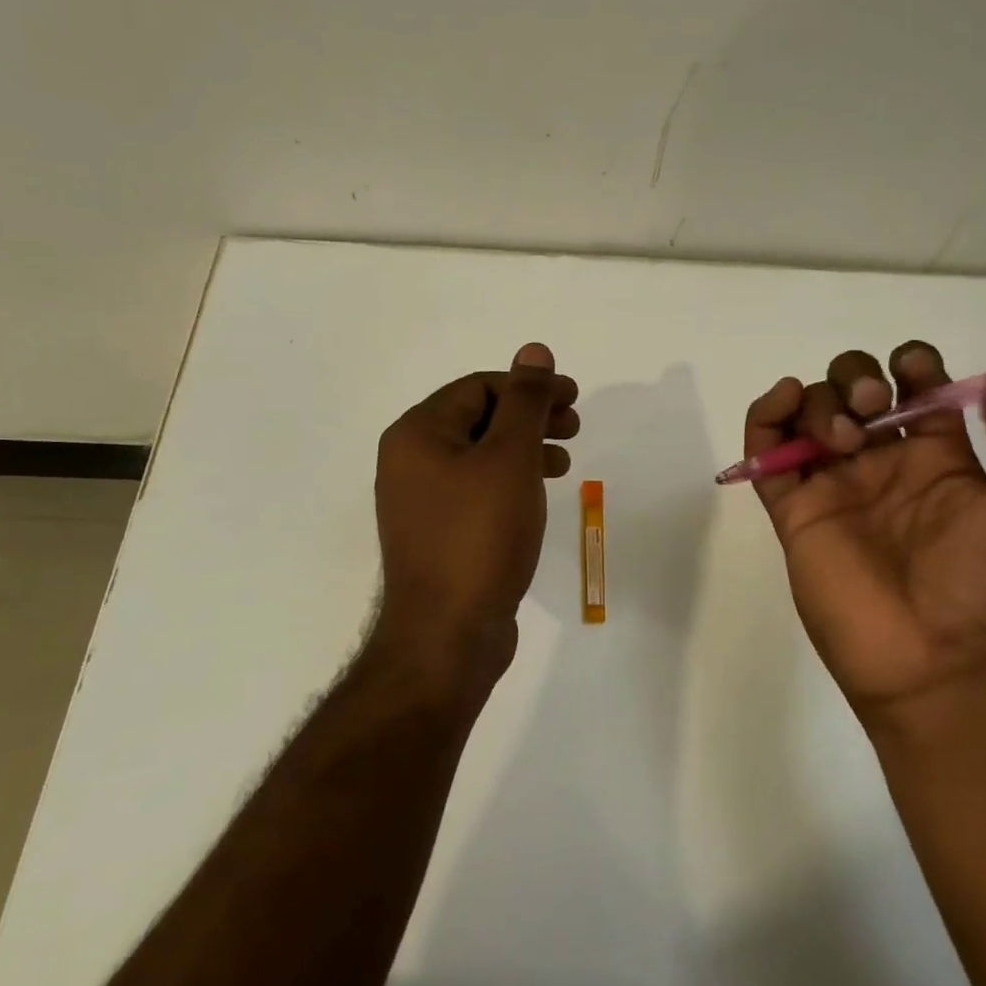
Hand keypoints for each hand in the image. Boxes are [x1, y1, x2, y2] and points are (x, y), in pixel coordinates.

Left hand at [370, 343, 579, 700]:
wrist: (447, 635)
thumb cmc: (479, 536)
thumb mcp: (510, 458)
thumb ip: (525, 401)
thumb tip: (534, 350)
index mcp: (417, 433)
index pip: (479, 388)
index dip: (530, 386)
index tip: (574, 398)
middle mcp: (410, 460)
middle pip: (479, 417)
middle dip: (530, 416)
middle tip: (575, 424)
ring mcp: (421, 500)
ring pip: (481, 454)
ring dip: (525, 447)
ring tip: (565, 459)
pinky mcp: (439, 532)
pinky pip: (477, 487)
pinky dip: (511, 480)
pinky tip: (538, 493)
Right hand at [744, 341, 985, 723]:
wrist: (943, 662)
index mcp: (938, 460)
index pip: (914, 389)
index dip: (911, 364)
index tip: (913, 371)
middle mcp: (881, 466)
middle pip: (853, 390)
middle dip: (856, 376)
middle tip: (873, 404)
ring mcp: (834, 487)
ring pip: (810, 413)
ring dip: (821, 399)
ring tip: (844, 437)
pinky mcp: (794, 511)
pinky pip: (764, 452)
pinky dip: (765, 415)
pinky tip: (786, 401)